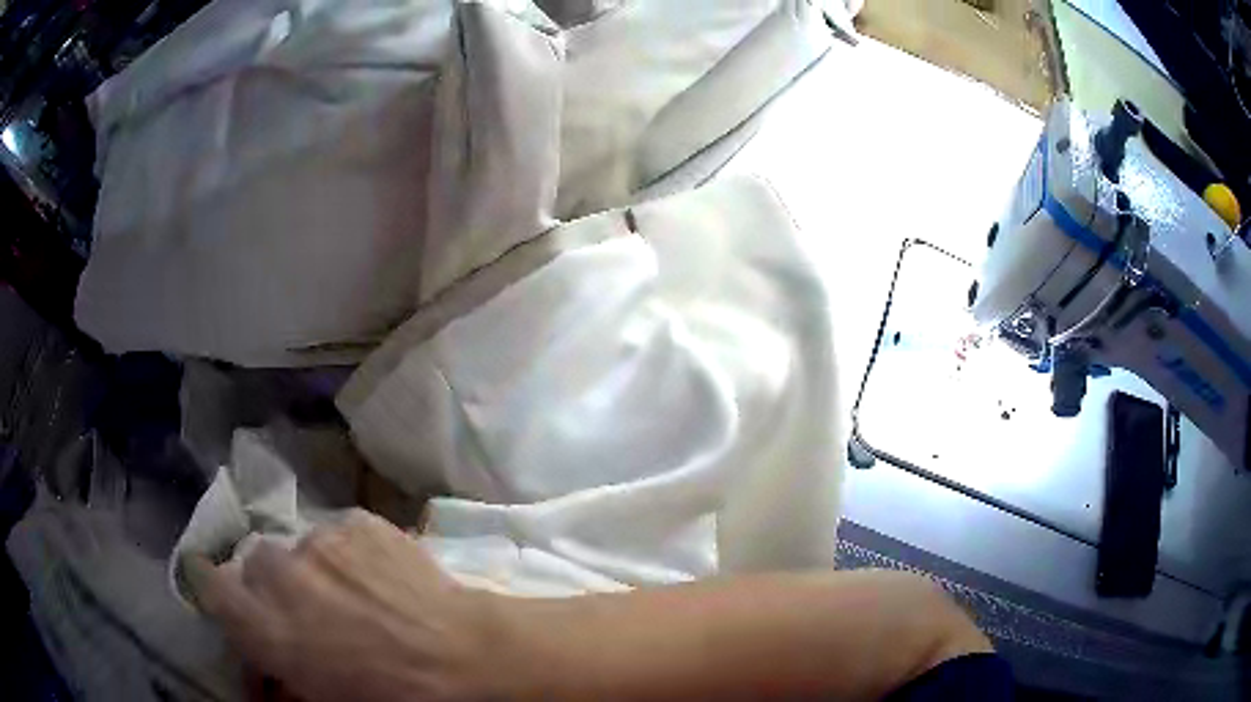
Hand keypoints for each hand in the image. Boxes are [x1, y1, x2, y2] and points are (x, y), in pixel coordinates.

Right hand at [183, 510, 506, 701]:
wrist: (466, 658)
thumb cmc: (394, 698)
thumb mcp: (326, 701)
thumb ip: (283, 685)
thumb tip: (269, 682)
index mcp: (263, 624)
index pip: (206, 583)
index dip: (211, 585)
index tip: (225, 595)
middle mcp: (279, 572)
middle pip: (255, 564)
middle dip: (273, 587)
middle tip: (309, 613)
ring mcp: (319, 539)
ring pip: (298, 547)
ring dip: (313, 569)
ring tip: (353, 596)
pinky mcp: (358, 520)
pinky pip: (339, 533)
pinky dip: (350, 553)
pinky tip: (381, 577)